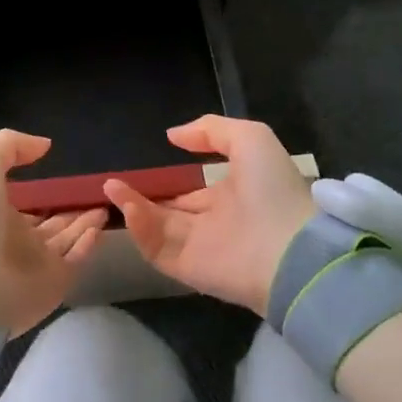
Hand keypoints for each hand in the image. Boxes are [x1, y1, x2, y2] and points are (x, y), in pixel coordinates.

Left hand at [0, 129, 107, 337]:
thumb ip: (11, 146)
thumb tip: (45, 146)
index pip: (29, 204)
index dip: (48, 193)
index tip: (70, 179)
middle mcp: (18, 241)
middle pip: (53, 223)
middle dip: (73, 210)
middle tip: (97, 194)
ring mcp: (36, 264)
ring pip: (68, 239)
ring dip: (86, 223)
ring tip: (106, 206)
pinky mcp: (53, 284)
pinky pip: (76, 260)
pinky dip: (89, 245)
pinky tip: (100, 227)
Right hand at [104, 116, 313, 315]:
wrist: (290, 248)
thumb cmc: (272, 187)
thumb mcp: (250, 138)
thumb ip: (210, 131)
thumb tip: (172, 136)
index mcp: (232, 195)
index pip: (193, 191)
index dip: (169, 181)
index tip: (143, 169)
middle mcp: (215, 222)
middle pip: (170, 211)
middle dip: (143, 197)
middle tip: (114, 182)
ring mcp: (201, 247)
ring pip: (158, 228)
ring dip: (133, 207)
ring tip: (111, 187)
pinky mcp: (189, 270)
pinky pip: (157, 249)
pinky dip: (140, 229)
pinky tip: (126, 206)